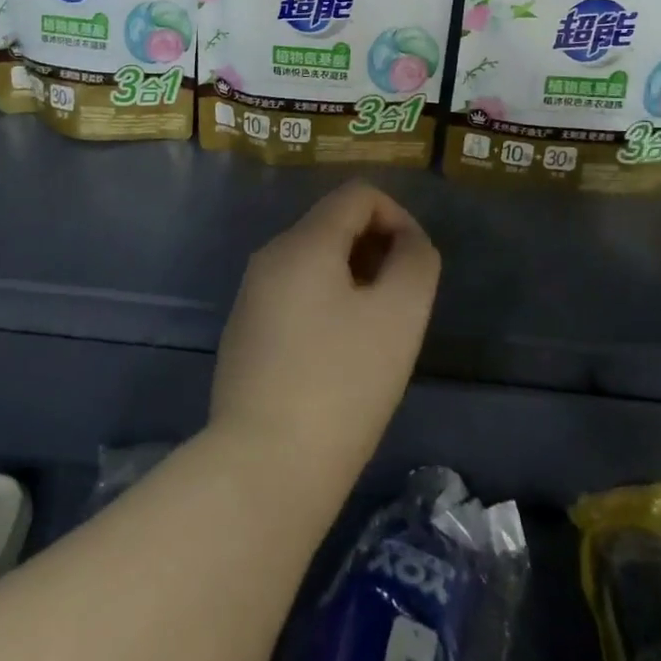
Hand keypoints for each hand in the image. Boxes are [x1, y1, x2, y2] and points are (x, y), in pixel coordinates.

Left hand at [210, 182, 440, 492]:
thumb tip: (409, 242)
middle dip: (376, 250)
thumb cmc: (341, 385)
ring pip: (313, 262)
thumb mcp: (399, 317)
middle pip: (333, 224)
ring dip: (353, 280)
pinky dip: (325, 305)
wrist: (264, 466)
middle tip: (400, 306)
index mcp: (303, 242)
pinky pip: (294, 294)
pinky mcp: (244, 331)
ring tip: (373, 335)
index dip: (398, 216)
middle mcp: (270, 255)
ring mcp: (251, 294)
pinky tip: (337, 358)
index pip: (357, 194)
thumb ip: (416, 263)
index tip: (415, 267)